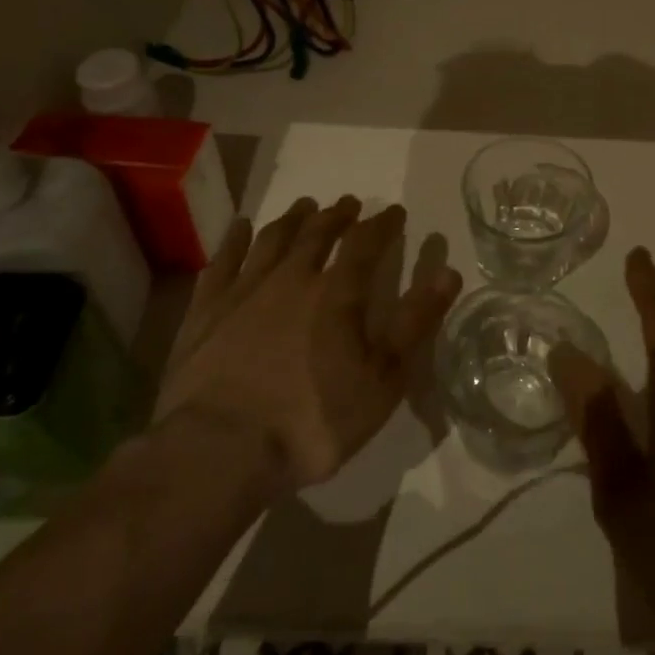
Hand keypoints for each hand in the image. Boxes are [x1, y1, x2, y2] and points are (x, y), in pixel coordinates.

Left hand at [155, 196, 462, 490]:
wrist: (217, 452)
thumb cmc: (310, 421)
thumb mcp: (381, 381)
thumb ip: (415, 324)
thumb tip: (449, 273)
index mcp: (336, 293)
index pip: (366, 243)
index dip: (384, 224)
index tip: (395, 212)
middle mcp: (292, 278)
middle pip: (318, 233)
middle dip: (338, 215)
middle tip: (349, 203)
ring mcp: (244, 290)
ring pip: (274, 239)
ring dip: (293, 219)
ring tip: (305, 206)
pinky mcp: (205, 311)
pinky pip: (223, 261)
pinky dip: (235, 240)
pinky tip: (240, 227)